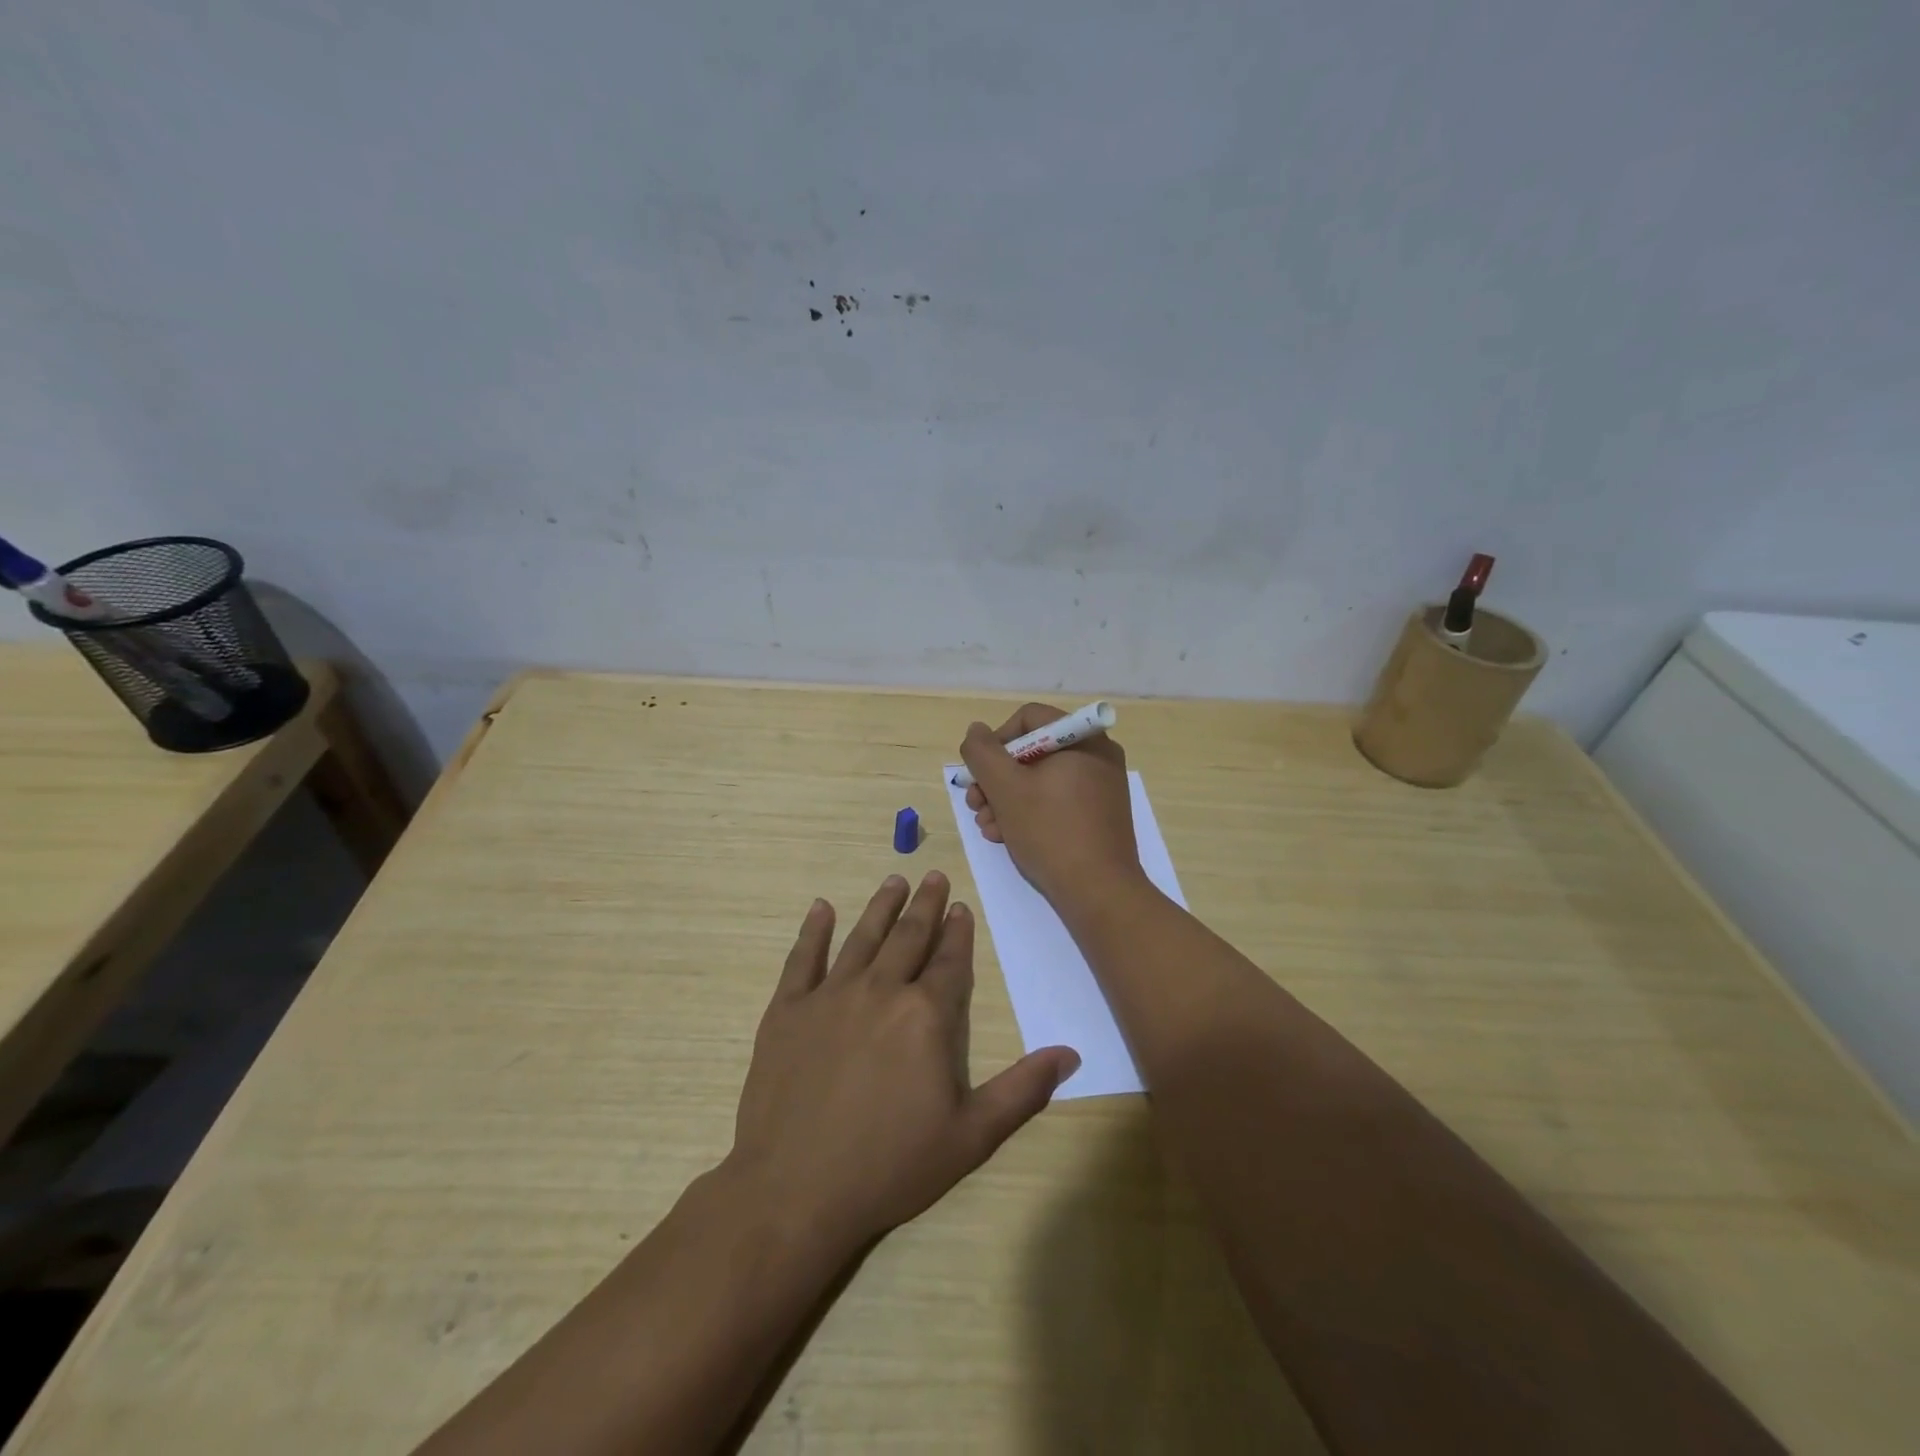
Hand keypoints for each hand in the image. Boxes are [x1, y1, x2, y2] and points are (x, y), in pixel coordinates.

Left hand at [728, 872, 1079, 1249]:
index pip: (948, 961)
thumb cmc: (890, 1166)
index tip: (961, 907)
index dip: (957, 932)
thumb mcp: (971, 1137)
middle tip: (932, 876)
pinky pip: (802, 959)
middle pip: (908, 936)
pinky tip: (821, 908)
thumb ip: (1023, 1089)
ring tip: (894, 880)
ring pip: (862, 937)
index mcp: (925, 1015)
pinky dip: (813, 931)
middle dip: (924, 904)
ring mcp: (829, 996)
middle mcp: (880, 990)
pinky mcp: (787, 1011)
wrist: (795, 1192)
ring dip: (881, 907)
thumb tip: (1071, 1053)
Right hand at [959, 702, 1143, 909]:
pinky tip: (1007, 837)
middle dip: (997, 778)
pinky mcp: (1100, 814)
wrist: (1099, 892)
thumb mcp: (1005, 788)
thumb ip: (982, 753)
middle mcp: (1097, 755)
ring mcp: (1102, 786)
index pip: (1028, 718)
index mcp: (1083, 738)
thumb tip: (976, 731)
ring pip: (1041, 779)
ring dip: (1006, 799)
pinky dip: (1030, 812)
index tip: (979, 773)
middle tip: (975, 804)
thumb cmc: (1050, 831)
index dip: (996, 741)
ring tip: (987, 827)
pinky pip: (1058, 800)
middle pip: (1033, 751)